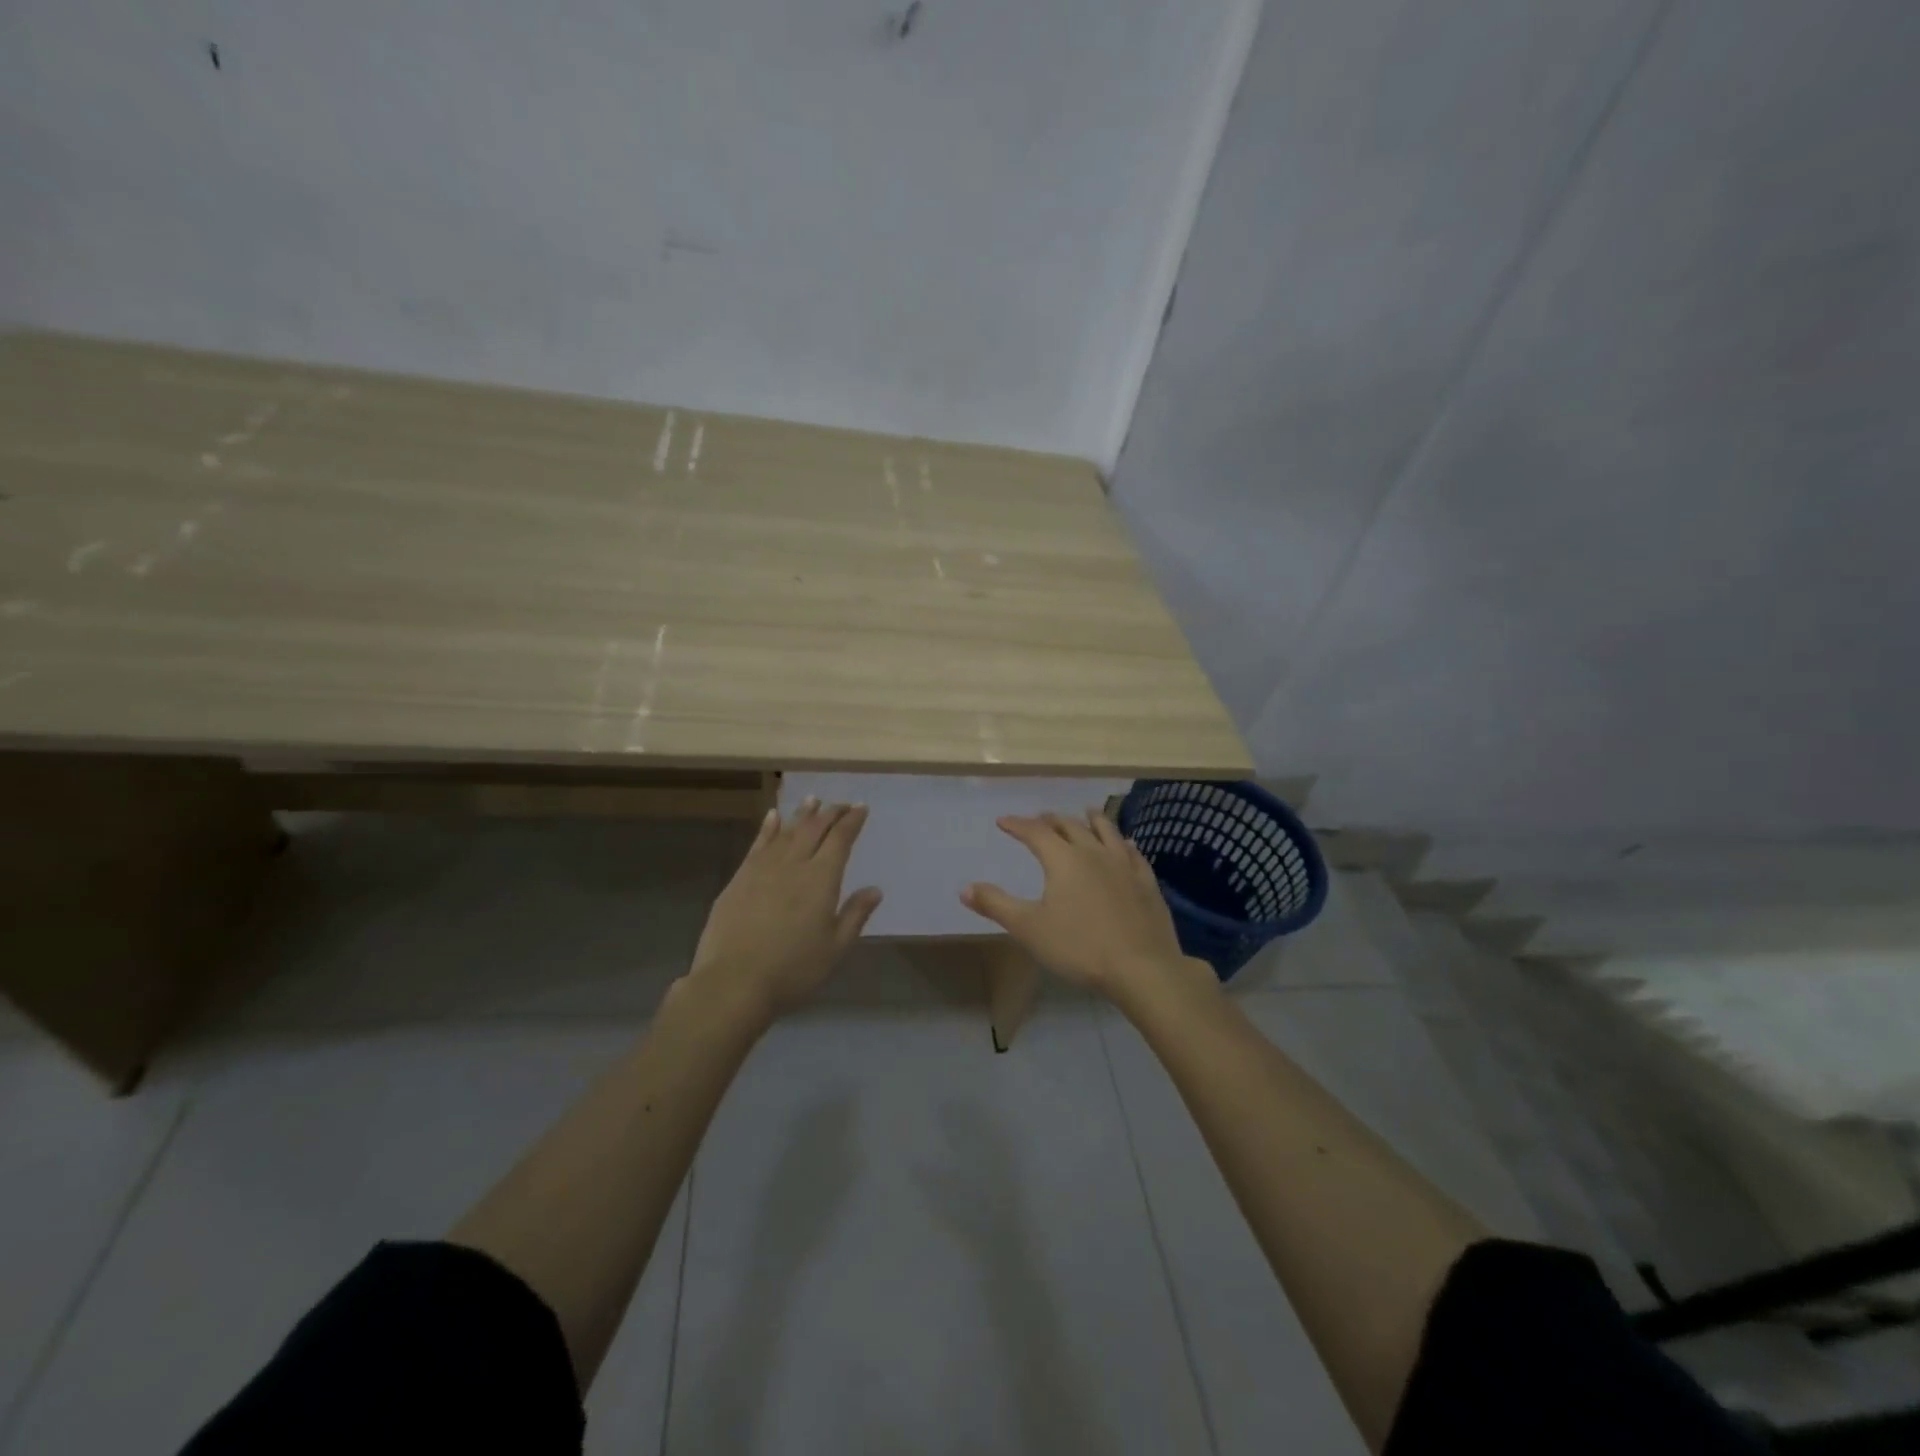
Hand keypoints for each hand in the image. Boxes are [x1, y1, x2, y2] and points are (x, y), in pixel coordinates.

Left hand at [687, 799, 881, 1022]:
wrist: (733, 982)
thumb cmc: (792, 969)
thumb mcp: (834, 948)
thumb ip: (855, 915)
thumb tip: (875, 889)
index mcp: (821, 879)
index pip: (840, 839)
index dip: (852, 821)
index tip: (861, 808)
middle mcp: (793, 864)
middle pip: (814, 829)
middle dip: (830, 812)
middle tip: (841, 804)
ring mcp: (763, 868)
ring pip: (787, 831)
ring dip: (802, 814)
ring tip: (812, 799)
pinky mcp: (740, 878)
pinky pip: (758, 843)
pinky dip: (768, 827)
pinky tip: (772, 817)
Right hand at [960, 810, 1204, 1004]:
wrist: (1141, 968)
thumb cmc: (1080, 947)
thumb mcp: (1029, 928)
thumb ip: (996, 905)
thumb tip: (964, 888)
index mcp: (1063, 859)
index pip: (1035, 832)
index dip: (1017, 825)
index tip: (1003, 821)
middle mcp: (1094, 852)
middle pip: (1070, 827)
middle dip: (1051, 820)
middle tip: (1040, 818)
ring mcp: (1124, 865)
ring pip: (1106, 832)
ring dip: (1092, 820)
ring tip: (1085, 813)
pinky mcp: (1146, 882)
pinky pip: (1133, 853)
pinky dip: (1123, 843)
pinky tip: (1126, 845)